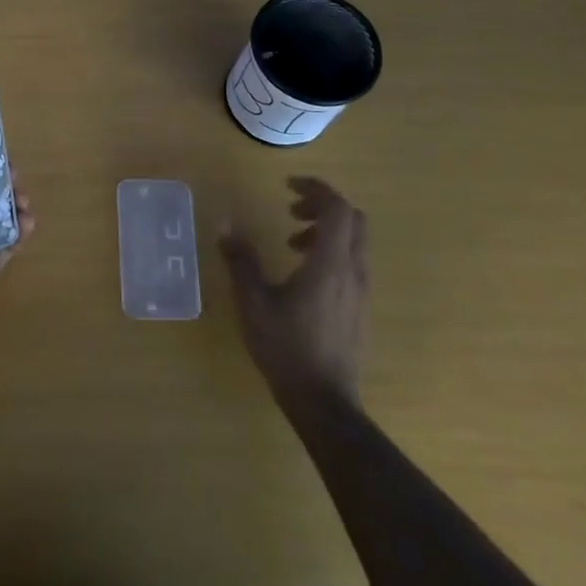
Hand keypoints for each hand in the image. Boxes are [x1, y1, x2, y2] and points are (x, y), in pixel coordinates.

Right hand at [219, 177, 368, 406]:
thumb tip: (225, 224)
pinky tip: (301, 273)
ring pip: (354, 242)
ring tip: (291, 242)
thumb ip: (241, 260)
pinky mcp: (359, 308)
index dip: (316, 189)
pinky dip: (330, 252)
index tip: (288, 185)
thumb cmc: (286, 347)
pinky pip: (352, 263)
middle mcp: (353, 271)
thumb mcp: (253, 301)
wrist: (323, 401)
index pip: (337, 209)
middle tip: (291, 209)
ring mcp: (360, 291)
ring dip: (325, 230)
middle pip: (353, 220)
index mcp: (330, 263)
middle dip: (322, 206)